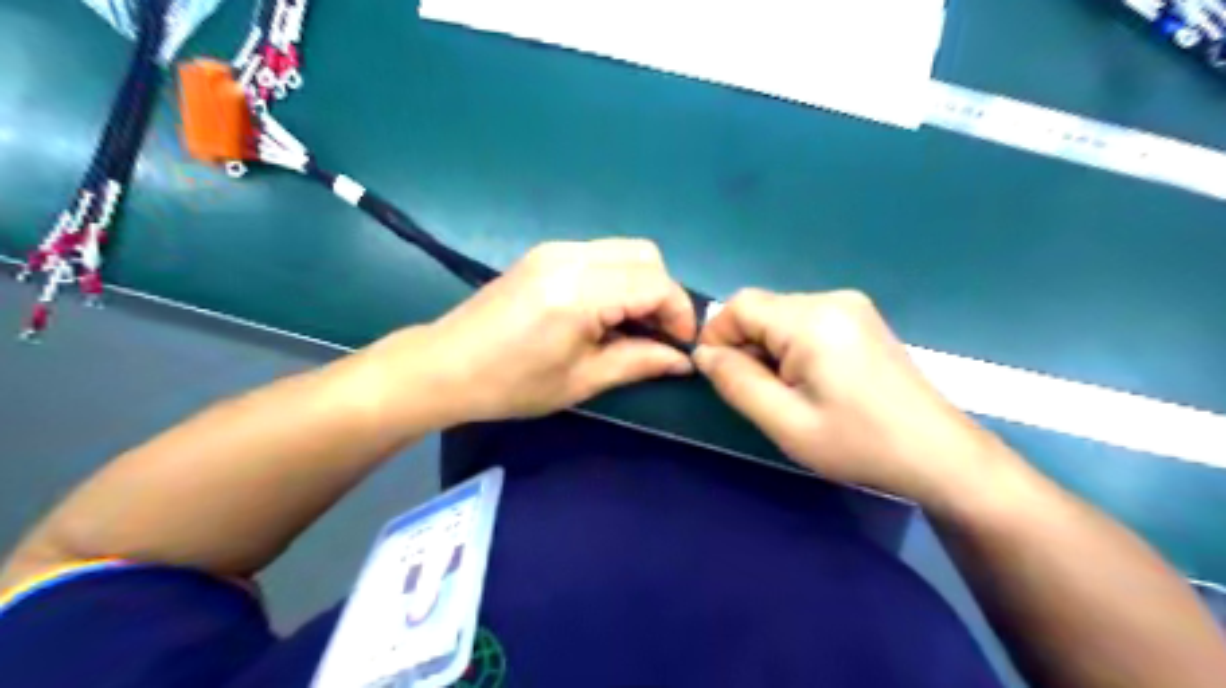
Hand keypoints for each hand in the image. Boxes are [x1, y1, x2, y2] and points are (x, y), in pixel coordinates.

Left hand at [374, 239, 698, 422]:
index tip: (680, 346)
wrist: (444, 366)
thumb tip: (683, 360)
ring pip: (625, 250)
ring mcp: (555, 249)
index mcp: (579, 292)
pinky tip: (606, 311)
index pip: (655, 284)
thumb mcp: (581, 380)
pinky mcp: (545, 253)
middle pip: (646, 255)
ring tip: (634, 326)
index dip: (679, 314)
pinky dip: (618, 278)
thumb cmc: (511, 384)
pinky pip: (601, 254)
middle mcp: (571, 256)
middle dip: (664, 294)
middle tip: (658, 335)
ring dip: (642, 284)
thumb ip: (639, 362)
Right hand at [693, 287, 999, 503]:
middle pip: (761, 308)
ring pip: (781, 314)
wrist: (937, 452)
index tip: (719, 376)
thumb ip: (736, 382)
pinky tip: (809, 379)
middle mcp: (831, 299)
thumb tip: (703, 354)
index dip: (717, 336)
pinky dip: (790, 345)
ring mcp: (850, 305)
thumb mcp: (785, 421)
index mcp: (812, 320)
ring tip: (786, 390)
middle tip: (758, 391)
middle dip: (744, 344)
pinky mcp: (860, 318)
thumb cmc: (857, 443)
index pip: (739, 305)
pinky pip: (805, 320)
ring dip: (767, 347)